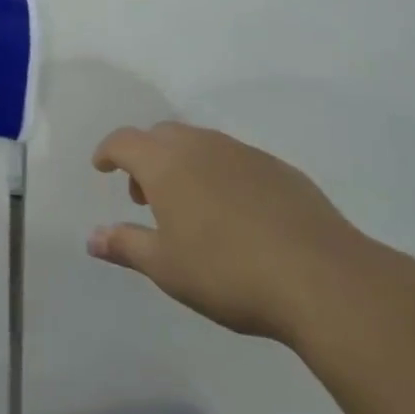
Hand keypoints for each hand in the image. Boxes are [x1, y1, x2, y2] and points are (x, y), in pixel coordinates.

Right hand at [88, 122, 380, 345]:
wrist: (322, 278)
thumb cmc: (228, 272)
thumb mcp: (166, 268)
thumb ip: (126, 246)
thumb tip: (93, 237)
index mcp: (166, 163)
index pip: (124, 141)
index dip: (108, 152)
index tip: (102, 168)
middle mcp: (201, 146)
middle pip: (161, 135)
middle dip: (145, 158)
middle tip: (145, 196)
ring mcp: (244, 153)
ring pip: (200, 143)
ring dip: (182, 164)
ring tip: (189, 207)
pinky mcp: (279, 169)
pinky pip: (234, 159)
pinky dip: (219, 174)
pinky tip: (235, 214)